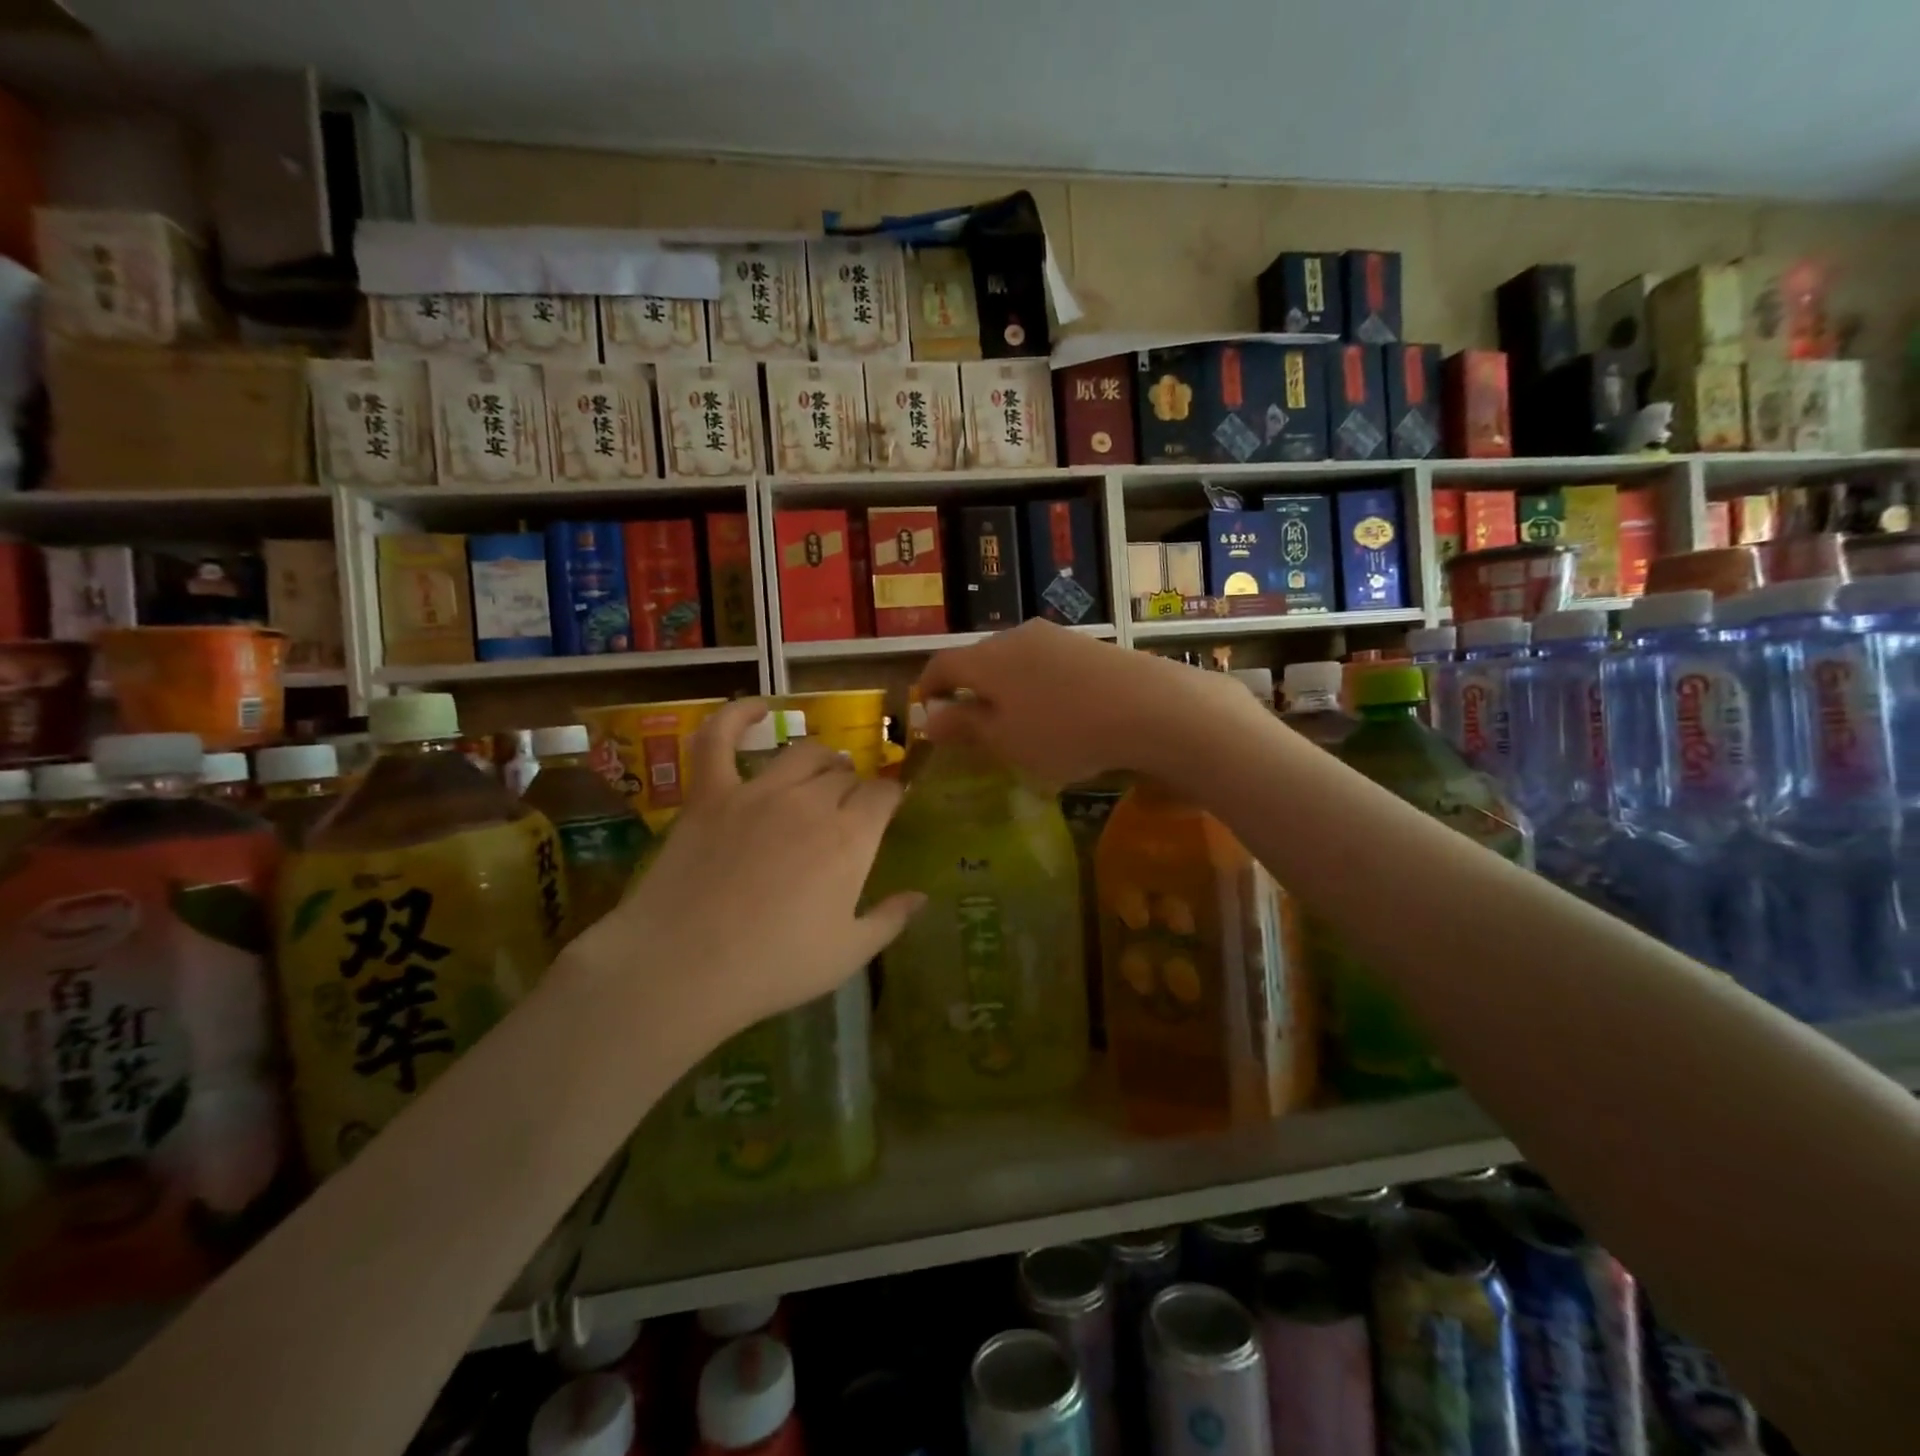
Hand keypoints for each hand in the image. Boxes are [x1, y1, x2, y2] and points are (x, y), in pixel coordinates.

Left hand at [569, 698, 923, 1045]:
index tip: (888, 810)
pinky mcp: (710, 793)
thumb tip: (922, 896)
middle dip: (854, 786)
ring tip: (821, 771)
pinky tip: (757, 707)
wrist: (682, 968)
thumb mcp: (847, 955)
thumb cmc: (774, 968)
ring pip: (802, 753)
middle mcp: (811, 802)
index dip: (890, 799)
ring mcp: (757, 792)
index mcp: (851, 838)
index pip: (884, 795)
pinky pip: (720, 740)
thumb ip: (890, 920)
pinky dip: (736, 716)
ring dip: (820, 758)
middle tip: (847, 809)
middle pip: (844, 775)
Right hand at [915, 619, 1259, 785]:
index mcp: (986, 659)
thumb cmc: (1063, 731)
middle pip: (978, 659)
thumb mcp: (1006, 740)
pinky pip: (1046, 663)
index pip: (941, 664)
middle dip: (970, 690)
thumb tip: (929, 717)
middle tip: (974, 725)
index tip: (930, 713)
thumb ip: (965, 726)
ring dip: (1006, 688)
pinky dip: (1037, 686)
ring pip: (1014, 660)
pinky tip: (1058, 712)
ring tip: (1018, 722)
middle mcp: (1015, 637)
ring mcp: (1054, 636)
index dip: (930, 688)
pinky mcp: (1087, 644)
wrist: (1149, 707)